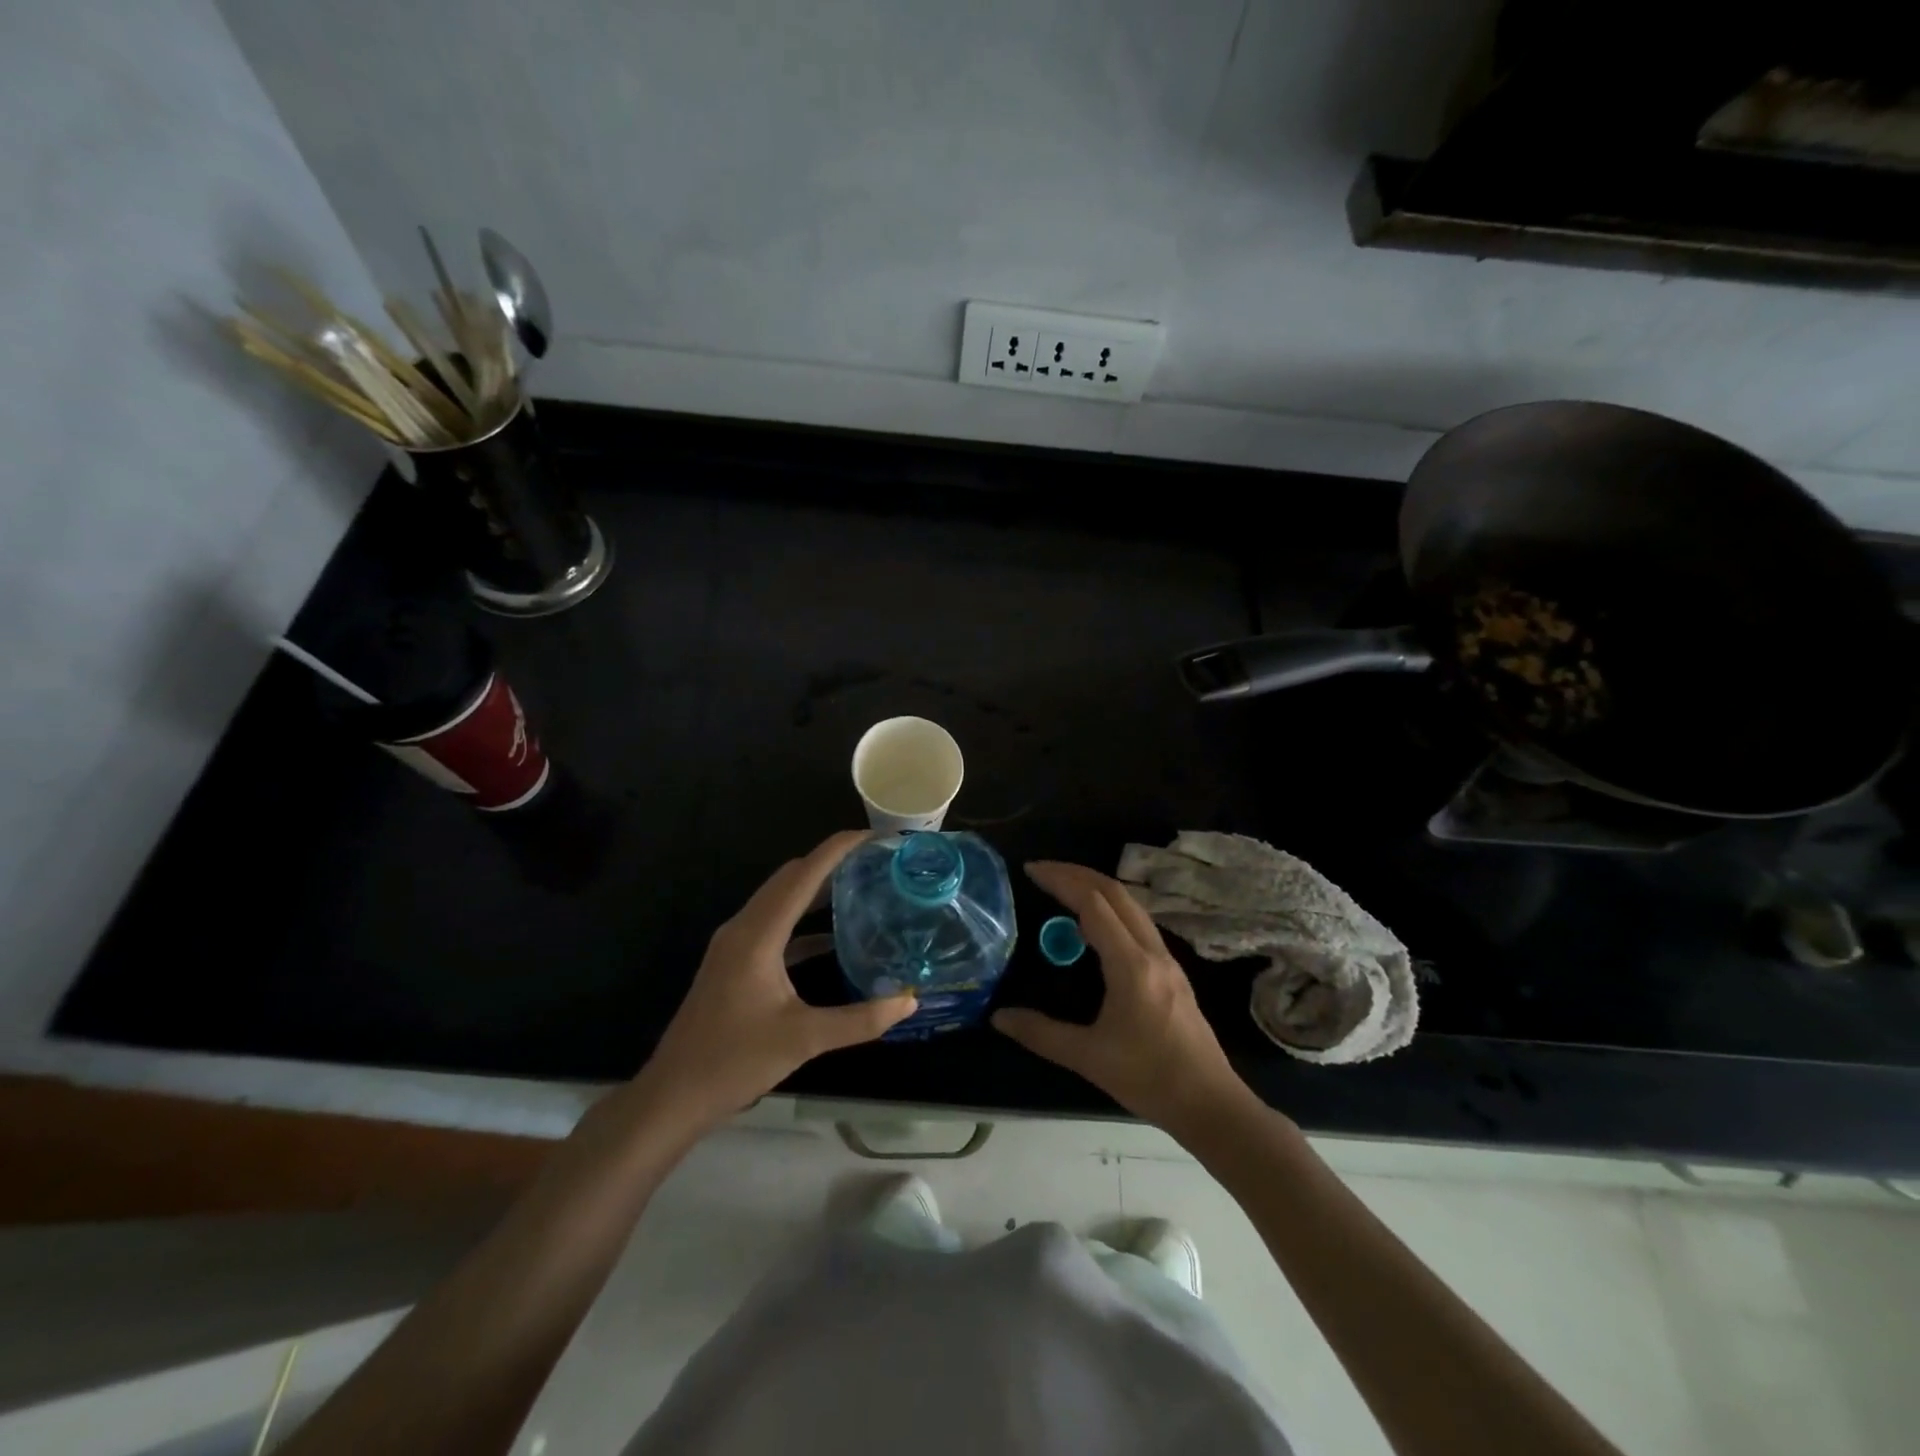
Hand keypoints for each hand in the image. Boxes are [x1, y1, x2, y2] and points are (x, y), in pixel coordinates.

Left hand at [637, 831, 915, 1132]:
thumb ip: (860, 1019)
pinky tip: (832, 939)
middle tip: (873, 861)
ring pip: (780, 900)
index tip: (873, 837)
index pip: (803, 875)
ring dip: (815, 889)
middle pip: (790, 878)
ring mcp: (735, 945)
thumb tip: (909, 1000)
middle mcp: (744, 928)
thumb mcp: (804, 1039)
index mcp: (758, 934)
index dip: (837, 850)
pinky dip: (803, 922)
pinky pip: (774, 926)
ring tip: (859, 886)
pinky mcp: (734, 963)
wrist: (673, 1095)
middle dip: (830, 862)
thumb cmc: (734, 1061)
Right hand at [993, 861, 1250, 1134]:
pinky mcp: (1172, 970)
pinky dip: (1111, 908)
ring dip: (1096, 887)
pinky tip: (1093, 925)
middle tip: (1043, 871)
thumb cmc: (1149, 1078)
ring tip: (1063, 888)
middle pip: (1115, 893)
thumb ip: (1041, 1034)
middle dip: (1077, 873)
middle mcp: (1152, 951)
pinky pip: (1138, 922)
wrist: (1210, 1103)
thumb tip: (999, 1017)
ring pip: (1131, 905)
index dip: (1061, 880)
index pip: (1094, 903)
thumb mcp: (1088, 1057)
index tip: (1031, 871)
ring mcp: (1166, 959)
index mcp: (1131, 965)